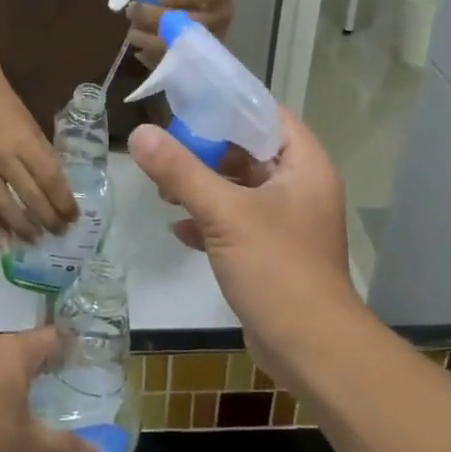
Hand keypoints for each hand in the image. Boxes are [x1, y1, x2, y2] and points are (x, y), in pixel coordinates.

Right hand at [0, 72, 76, 241]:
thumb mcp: (32, 126)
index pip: (50, 179)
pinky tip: (7, 243)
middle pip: (30, 197)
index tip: (75, 217)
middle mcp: (4, 158)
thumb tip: (58, 187)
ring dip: (24, 228)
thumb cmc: (7, 106)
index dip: (63, 202)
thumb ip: (42, 156)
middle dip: (48, 219)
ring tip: (38, 241)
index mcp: (25, 142)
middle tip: (61, 233)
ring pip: (6, 208)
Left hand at [0, 329, 102, 451]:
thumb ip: (66, 451)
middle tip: (70, 390)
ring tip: (37, 408)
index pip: (53, 338)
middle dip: (46, 369)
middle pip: (26, 350)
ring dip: (16, 384)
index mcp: (14, 350)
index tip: (91, 363)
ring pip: (0, 366)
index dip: (74, 349)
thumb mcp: (29, 448)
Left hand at [100, 0, 235, 65]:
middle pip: (189, 21)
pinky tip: (140, 50)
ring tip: (133, 30)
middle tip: (132, 10)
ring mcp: (212, 39)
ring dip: (149, 38)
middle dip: (154, 17)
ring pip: (180, 44)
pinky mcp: (198, 58)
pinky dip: (152, 57)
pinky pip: (174, 63)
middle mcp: (222, 14)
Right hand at [129, 108, 361, 376]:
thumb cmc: (276, 269)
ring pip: (239, 190)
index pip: (268, 116)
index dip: (230, 106)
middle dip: (206, 151)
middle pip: (249, 152)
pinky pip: (236, 224)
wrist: (309, 349)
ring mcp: (286, 223)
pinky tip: (177, 228)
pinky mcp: (271, 253)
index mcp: (305, 167)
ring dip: (203, 187)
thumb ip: (181, 171)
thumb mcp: (224, 214)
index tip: (188, 102)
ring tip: (163, 189)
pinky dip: (209, 222)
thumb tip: (140, 133)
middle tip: (166, 148)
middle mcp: (300, 189)